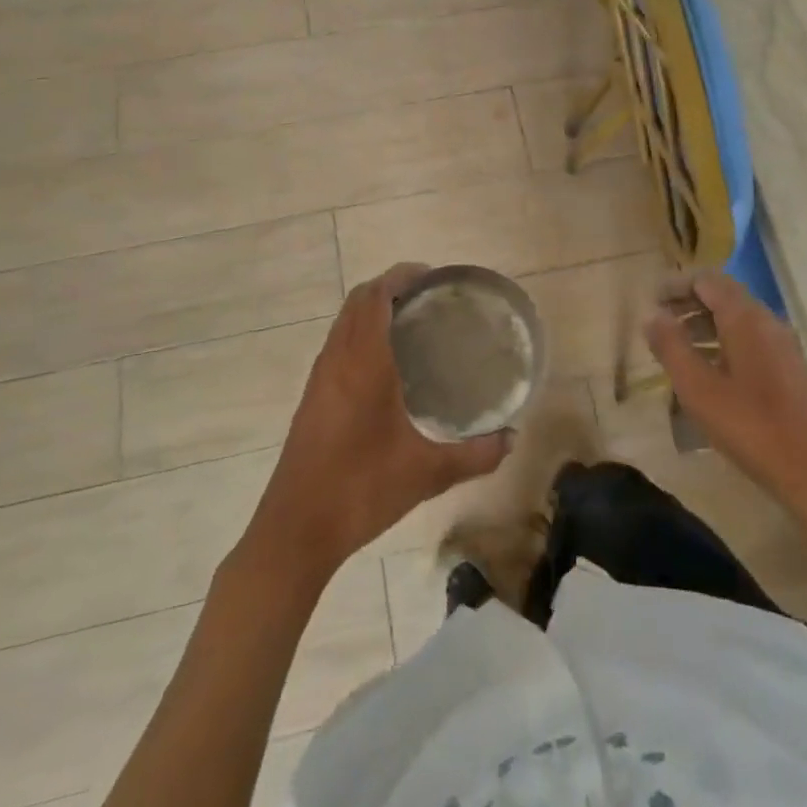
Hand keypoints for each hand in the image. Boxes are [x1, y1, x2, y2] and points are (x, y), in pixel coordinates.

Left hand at [245, 264, 511, 581]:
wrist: (295, 530)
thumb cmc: (361, 489)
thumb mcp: (427, 473)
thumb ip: (475, 454)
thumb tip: (511, 439)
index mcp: (363, 362)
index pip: (375, 296)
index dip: (401, 276)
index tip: (432, 277)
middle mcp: (337, 359)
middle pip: (357, 302)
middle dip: (389, 288)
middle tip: (428, 298)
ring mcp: (319, 379)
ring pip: (343, 323)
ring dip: (371, 310)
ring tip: (411, 324)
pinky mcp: (312, 398)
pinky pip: (337, 346)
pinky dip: (359, 334)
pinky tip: (385, 367)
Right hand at [645, 272, 806, 511]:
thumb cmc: (750, 426)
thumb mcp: (697, 388)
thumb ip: (671, 347)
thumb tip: (653, 316)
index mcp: (745, 318)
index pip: (707, 280)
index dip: (677, 284)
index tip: (652, 300)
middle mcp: (767, 321)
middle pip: (723, 296)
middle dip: (689, 303)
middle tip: (659, 322)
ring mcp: (783, 345)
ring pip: (737, 319)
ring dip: (704, 324)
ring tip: (676, 347)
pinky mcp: (790, 369)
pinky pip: (750, 340)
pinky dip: (722, 342)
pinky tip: (708, 371)